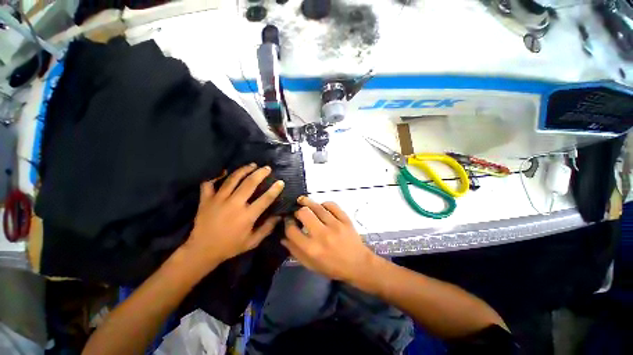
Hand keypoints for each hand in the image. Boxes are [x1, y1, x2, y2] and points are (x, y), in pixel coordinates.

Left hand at [184, 164, 284, 267]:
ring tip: (252, 165)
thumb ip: (267, 228)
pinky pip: (209, 183)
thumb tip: (279, 216)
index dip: (275, 189)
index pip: (265, 199)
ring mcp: (218, 200)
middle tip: (267, 168)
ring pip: (232, 179)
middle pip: (250, 183)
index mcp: (247, 216)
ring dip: (244, 170)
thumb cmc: (230, 246)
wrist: (202, 250)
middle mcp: (234, 204)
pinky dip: (216, 176)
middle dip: (260, 173)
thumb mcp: (252, 242)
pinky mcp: (206, 199)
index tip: (281, 182)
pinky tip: (223, 171)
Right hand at [282, 197, 374, 282]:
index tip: (288, 221)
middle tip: (297, 212)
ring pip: (317, 206)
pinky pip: (332, 205)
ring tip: (302, 201)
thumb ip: (295, 252)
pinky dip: (324, 204)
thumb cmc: (332, 267)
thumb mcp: (311, 265)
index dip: (287, 223)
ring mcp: (335, 225)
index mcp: (312, 249)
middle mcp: (322, 235)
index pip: (292, 230)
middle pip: (304, 213)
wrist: (358, 264)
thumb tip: (283, 237)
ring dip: (307, 202)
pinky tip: (321, 206)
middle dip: (297, 210)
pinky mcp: (345, 219)